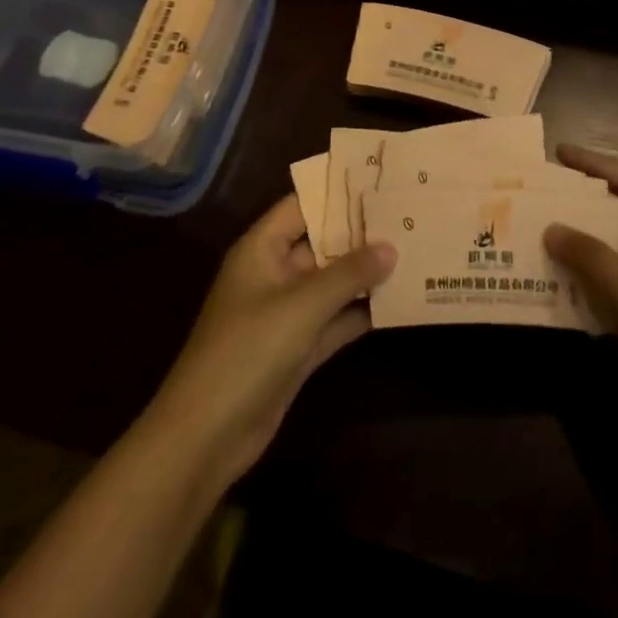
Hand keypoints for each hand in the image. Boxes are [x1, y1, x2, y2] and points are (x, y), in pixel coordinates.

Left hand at [146, 197, 395, 488]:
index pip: (301, 205)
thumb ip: (348, 274)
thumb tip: (391, 246)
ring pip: (331, 282)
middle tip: (406, 214)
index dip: (336, 191)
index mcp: (261, 249)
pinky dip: (360, 311)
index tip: (378, 179)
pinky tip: (397, 300)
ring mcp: (285, 313)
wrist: (206, 438)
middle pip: (321, 242)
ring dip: (365, 273)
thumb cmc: (247, 352)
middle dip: (360, 232)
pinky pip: (334, 319)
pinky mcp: (296, 349)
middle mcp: (274, 273)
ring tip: (411, 250)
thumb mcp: (302, 306)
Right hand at [545, 145, 617, 459]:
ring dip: (582, 250)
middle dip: (582, 209)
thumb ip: (589, 255)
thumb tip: (551, 228)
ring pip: (616, 256)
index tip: (558, 152)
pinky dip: (589, 286)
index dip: (594, 165)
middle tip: (540, 197)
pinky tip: (557, 286)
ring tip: (539, 237)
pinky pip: (616, 291)